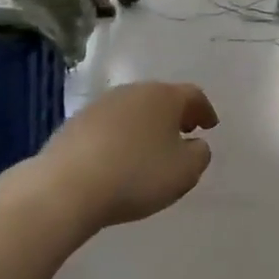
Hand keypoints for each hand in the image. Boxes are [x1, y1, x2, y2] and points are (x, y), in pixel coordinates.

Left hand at [42, 83, 217, 227]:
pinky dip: (121, 137)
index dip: (205, 110)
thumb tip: (194, 144)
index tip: (210, 126)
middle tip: (184, 133)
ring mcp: (100, 105)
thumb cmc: (137, 175)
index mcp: (163, 96)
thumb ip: (199, 155)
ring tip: (151, 148)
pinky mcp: (75, 123)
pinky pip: (109, 126)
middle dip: (174, 115)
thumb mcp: (185, 172)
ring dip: (146, 125)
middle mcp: (132, 92)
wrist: (67, 186)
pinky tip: (120, 158)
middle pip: (160, 98)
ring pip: (133, 110)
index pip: (193, 95)